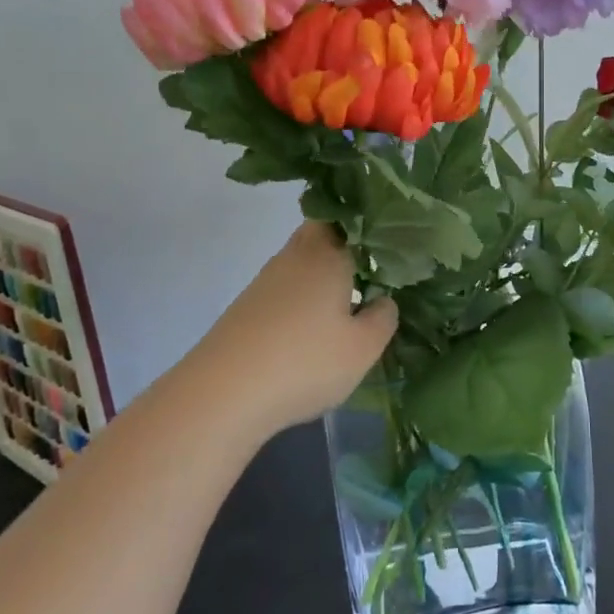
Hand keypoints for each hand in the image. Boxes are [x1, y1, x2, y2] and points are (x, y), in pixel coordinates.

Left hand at [186, 222, 397, 436]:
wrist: (223, 393)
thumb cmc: (305, 363)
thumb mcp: (362, 348)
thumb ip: (383, 318)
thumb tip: (384, 299)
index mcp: (328, 256)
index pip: (350, 220)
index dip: (369, 226)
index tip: (390, 244)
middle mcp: (295, 257)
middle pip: (320, 231)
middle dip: (344, 241)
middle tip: (370, 266)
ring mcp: (266, 280)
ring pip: (300, 259)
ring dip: (321, 270)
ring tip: (347, 297)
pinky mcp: (247, 305)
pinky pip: (285, 285)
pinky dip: (301, 294)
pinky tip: (311, 323)